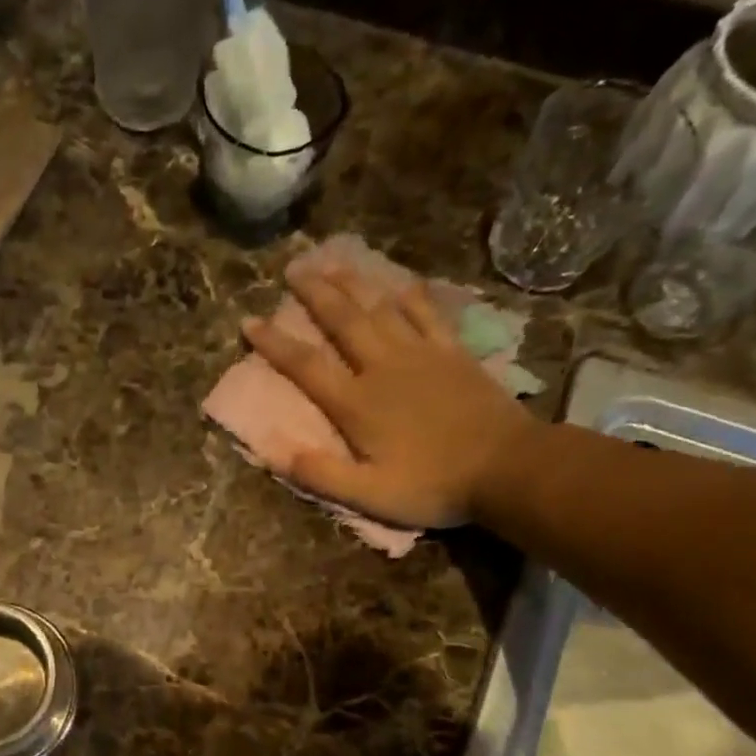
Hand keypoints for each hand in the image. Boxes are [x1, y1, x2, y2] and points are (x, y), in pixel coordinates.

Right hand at [242, 262, 538, 529]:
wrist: (507, 468)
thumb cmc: (432, 485)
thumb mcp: (369, 494)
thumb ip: (321, 473)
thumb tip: (274, 452)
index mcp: (357, 403)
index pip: (306, 366)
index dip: (274, 343)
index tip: (249, 321)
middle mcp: (383, 367)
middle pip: (343, 320)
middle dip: (314, 293)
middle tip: (292, 267)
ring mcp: (421, 354)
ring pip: (380, 308)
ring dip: (354, 283)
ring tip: (333, 261)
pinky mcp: (453, 353)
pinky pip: (427, 314)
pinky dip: (410, 296)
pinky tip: (400, 282)